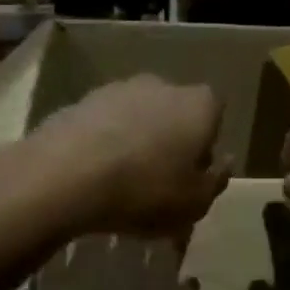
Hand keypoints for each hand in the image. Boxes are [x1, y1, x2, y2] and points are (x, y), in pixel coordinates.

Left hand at [28, 76, 228, 236]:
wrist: (66, 176)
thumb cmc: (145, 191)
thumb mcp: (195, 203)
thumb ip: (216, 181)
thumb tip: (223, 162)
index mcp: (199, 105)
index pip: (215, 113)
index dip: (206, 143)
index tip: (193, 174)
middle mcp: (162, 85)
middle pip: (174, 112)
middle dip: (170, 140)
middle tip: (159, 180)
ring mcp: (117, 89)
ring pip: (137, 117)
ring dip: (135, 141)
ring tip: (121, 181)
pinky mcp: (80, 101)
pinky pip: (103, 125)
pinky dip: (103, 144)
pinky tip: (93, 175)